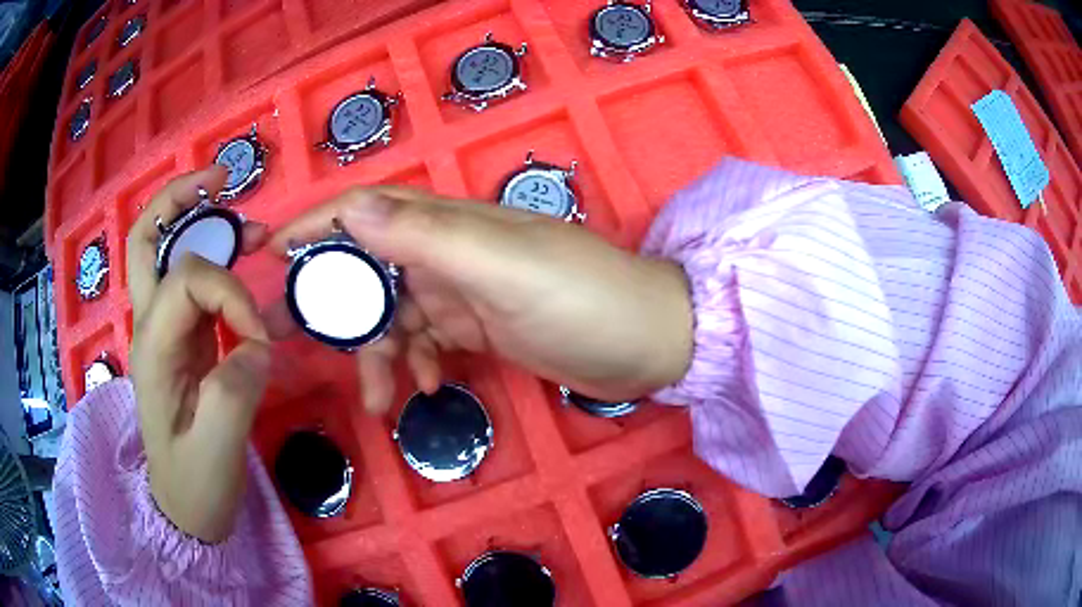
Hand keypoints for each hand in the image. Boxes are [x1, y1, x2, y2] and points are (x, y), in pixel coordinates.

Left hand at [127, 166, 270, 542]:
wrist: (186, 509)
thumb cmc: (196, 485)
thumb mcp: (217, 450)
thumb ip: (234, 391)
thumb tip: (257, 345)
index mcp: (152, 349)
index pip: (187, 281)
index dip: (229, 293)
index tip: (257, 339)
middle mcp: (150, 328)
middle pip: (145, 239)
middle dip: (178, 200)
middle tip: (220, 179)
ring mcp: (165, 331)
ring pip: (168, 253)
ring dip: (203, 224)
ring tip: (246, 223)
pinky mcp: (183, 340)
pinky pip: (194, 284)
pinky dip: (218, 260)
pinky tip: (246, 261)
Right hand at [269, 187, 692, 413]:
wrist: (648, 342)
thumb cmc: (583, 299)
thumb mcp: (502, 267)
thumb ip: (427, 237)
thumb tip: (353, 208)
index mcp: (450, 225)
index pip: (366, 211)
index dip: (315, 224)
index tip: (271, 252)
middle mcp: (449, 252)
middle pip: (369, 269)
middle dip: (333, 305)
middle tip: (293, 342)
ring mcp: (464, 292)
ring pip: (395, 316)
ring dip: (379, 355)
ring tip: (378, 401)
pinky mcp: (480, 327)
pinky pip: (428, 343)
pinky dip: (418, 365)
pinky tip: (428, 390)